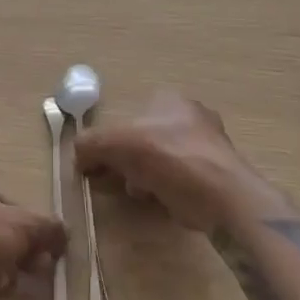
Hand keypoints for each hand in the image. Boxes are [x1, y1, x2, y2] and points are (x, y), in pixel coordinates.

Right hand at [74, 89, 282, 233]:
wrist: (221, 196)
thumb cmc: (168, 157)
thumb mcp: (115, 144)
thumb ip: (90, 144)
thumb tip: (78, 156)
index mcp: (170, 99)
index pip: (130, 114)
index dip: (111, 139)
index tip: (99, 163)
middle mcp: (191, 115)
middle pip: (144, 138)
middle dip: (127, 160)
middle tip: (117, 179)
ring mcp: (208, 145)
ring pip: (160, 160)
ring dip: (144, 176)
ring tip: (140, 192)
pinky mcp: (216, 174)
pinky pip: (179, 179)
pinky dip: (166, 189)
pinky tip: (161, 201)